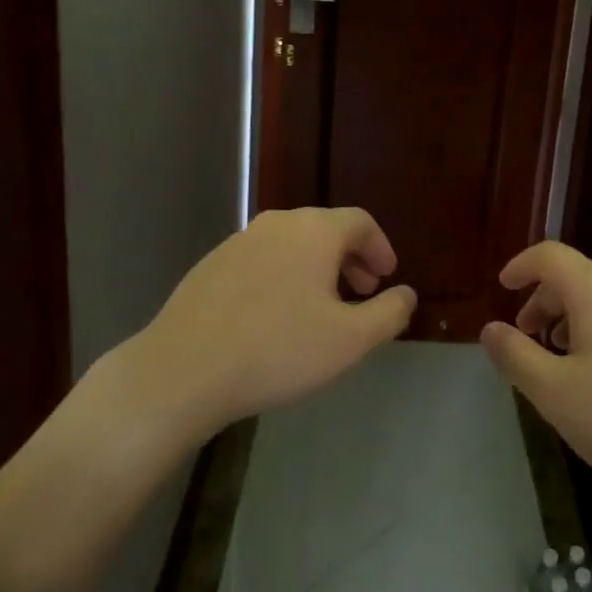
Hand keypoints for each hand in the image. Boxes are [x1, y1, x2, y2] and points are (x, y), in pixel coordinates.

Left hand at [140, 207, 415, 434]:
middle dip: (350, 259)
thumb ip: (389, 313)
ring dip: (316, 268)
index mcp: (314, 231)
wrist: (184, 369)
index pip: (360, 222)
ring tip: (321, 308)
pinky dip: (282, 276)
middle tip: (361, 292)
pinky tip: (275, 317)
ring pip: (291, 245)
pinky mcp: (211, 264)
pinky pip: (262, 260)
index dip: (380, 247)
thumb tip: (406, 293)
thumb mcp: (350, 340)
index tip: (387, 277)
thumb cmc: (278, 350)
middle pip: (325, 229)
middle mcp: (277, 224)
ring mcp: (238, 241)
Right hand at [480, 241, 591, 503]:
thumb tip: (490, 329)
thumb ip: (515, 356)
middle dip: (546, 302)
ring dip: (578, 319)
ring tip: (569, 361)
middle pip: (578, 277)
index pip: (549, 255)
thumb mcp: (555, 394)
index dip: (521, 266)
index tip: (503, 287)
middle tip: (531, 339)